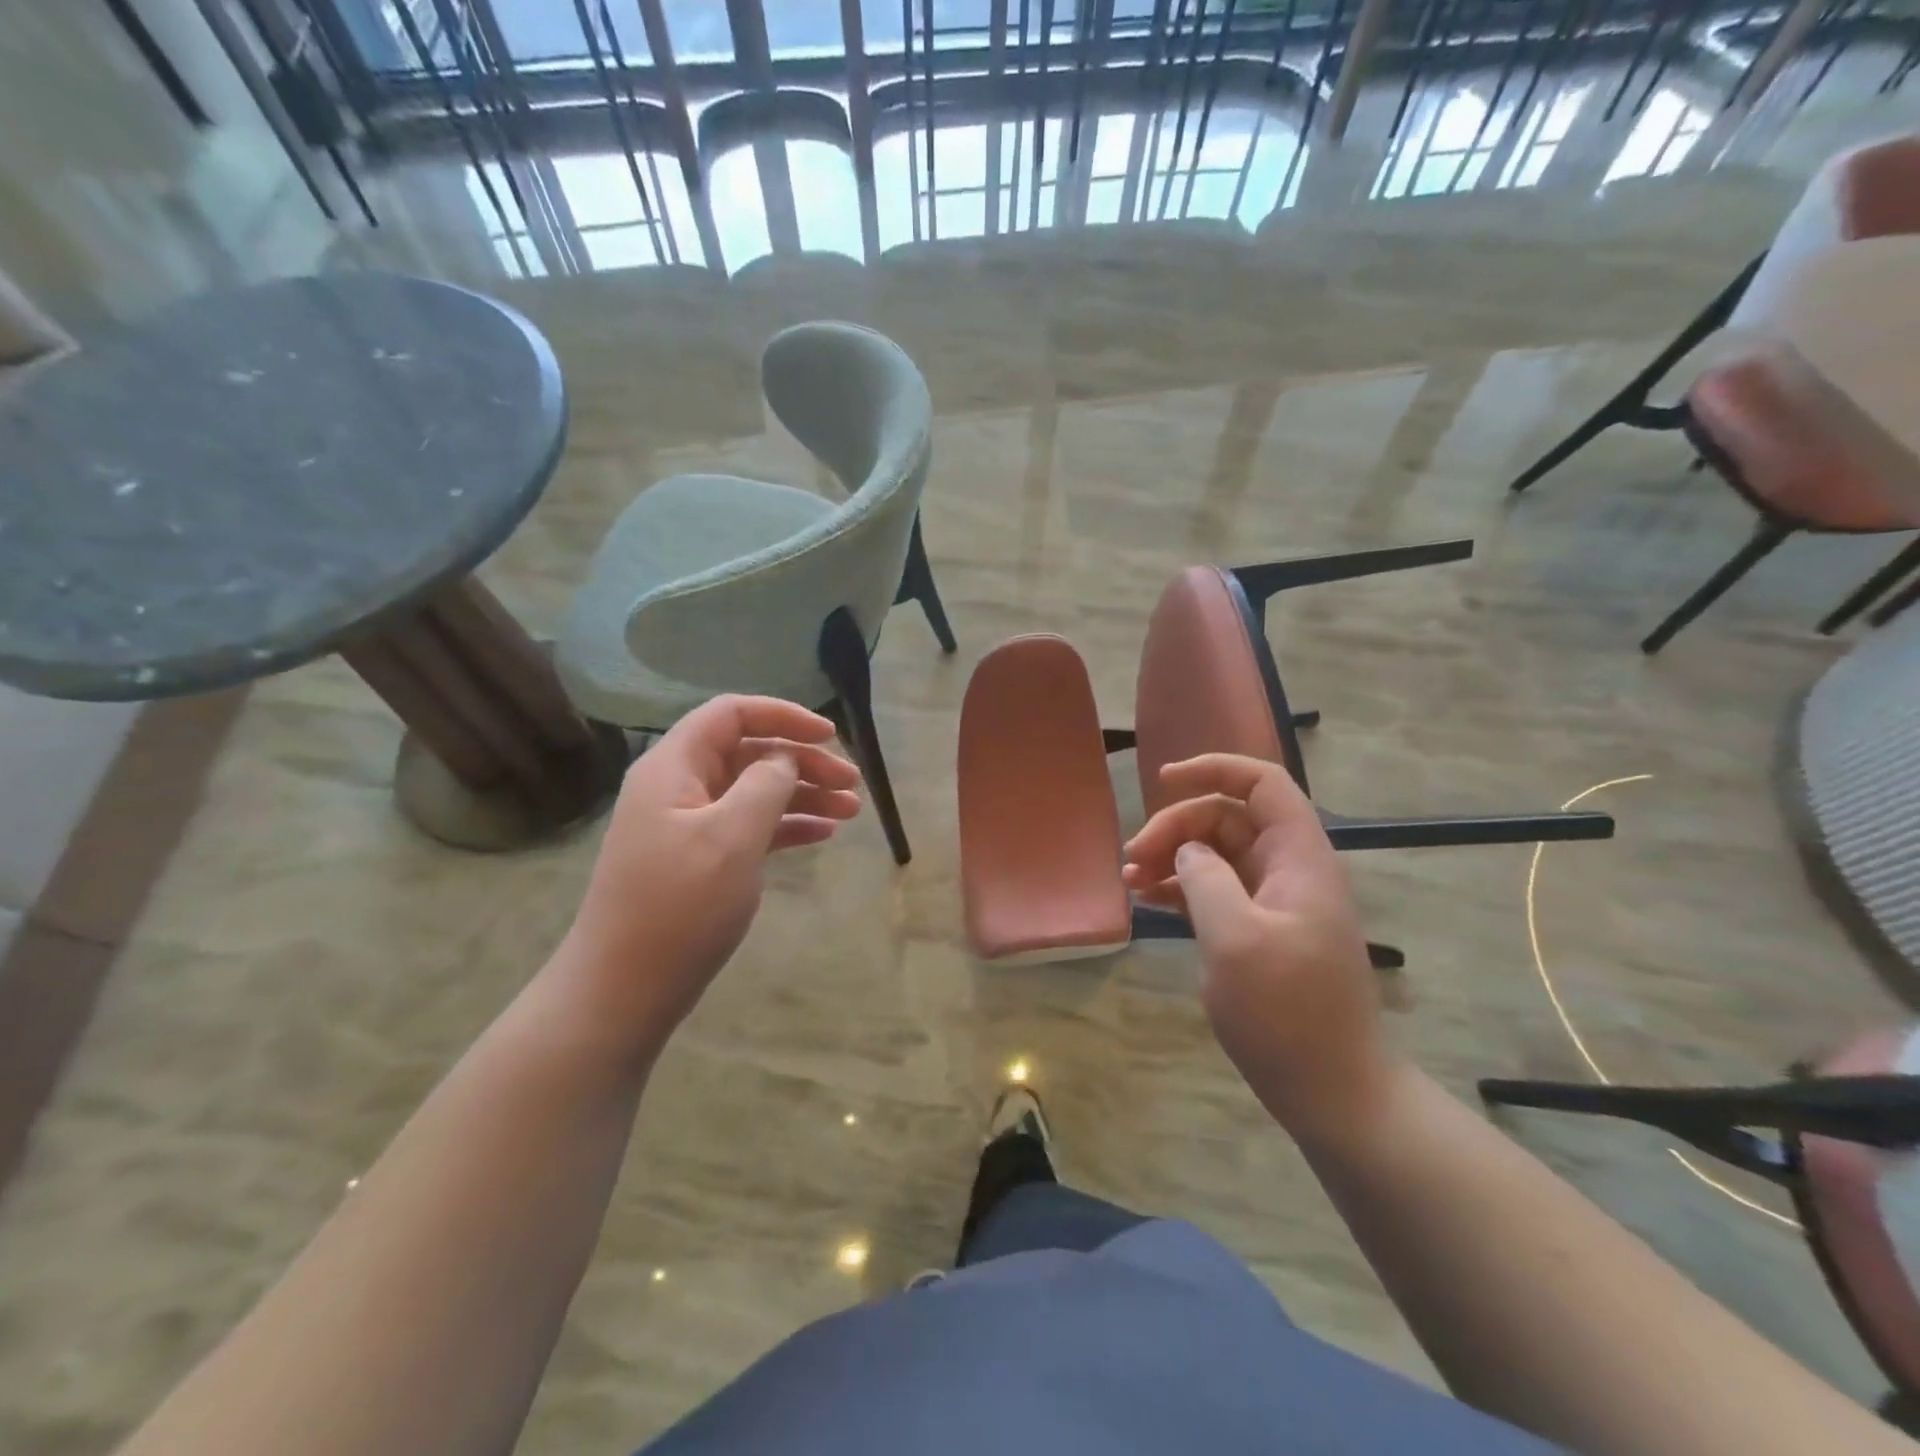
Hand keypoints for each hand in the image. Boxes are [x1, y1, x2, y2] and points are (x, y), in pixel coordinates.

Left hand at [558, 696, 860, 1050]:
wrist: (624, 990)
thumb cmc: (678, 907)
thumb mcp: (731, 837)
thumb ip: (765, 785)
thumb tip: (784, 758)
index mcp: (675, 767)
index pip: (731, 714)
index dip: (783, 716)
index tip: (831, 735)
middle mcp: (680, 787)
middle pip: (749, 753)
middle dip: (803, 761)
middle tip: (852, 784)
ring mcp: (689, 826)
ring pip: (754, 791)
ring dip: (803, 795)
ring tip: (851, 812)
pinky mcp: (700, 860)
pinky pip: (749, 827)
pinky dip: (786, 826)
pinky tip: (822, 835)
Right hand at [1122, 754, 1397, 1144]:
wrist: (1333, 1090)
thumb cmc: (1287, 1012)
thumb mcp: (1235, 939)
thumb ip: (1205, 879)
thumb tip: (1186, 850)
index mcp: (1298, 858)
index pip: (1263, 783)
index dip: (1214, 769)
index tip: (1163, 782)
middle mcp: (1289, 869)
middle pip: (1229, 818)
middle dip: (1177, 826)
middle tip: (1133, 858)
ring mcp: (1275, 901)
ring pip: (1218, 853)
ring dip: (1173, 856)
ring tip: (1131, 879)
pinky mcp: (1260, 930)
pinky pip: (1217, 888)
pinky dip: (1183, 887)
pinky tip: (1150, 899)